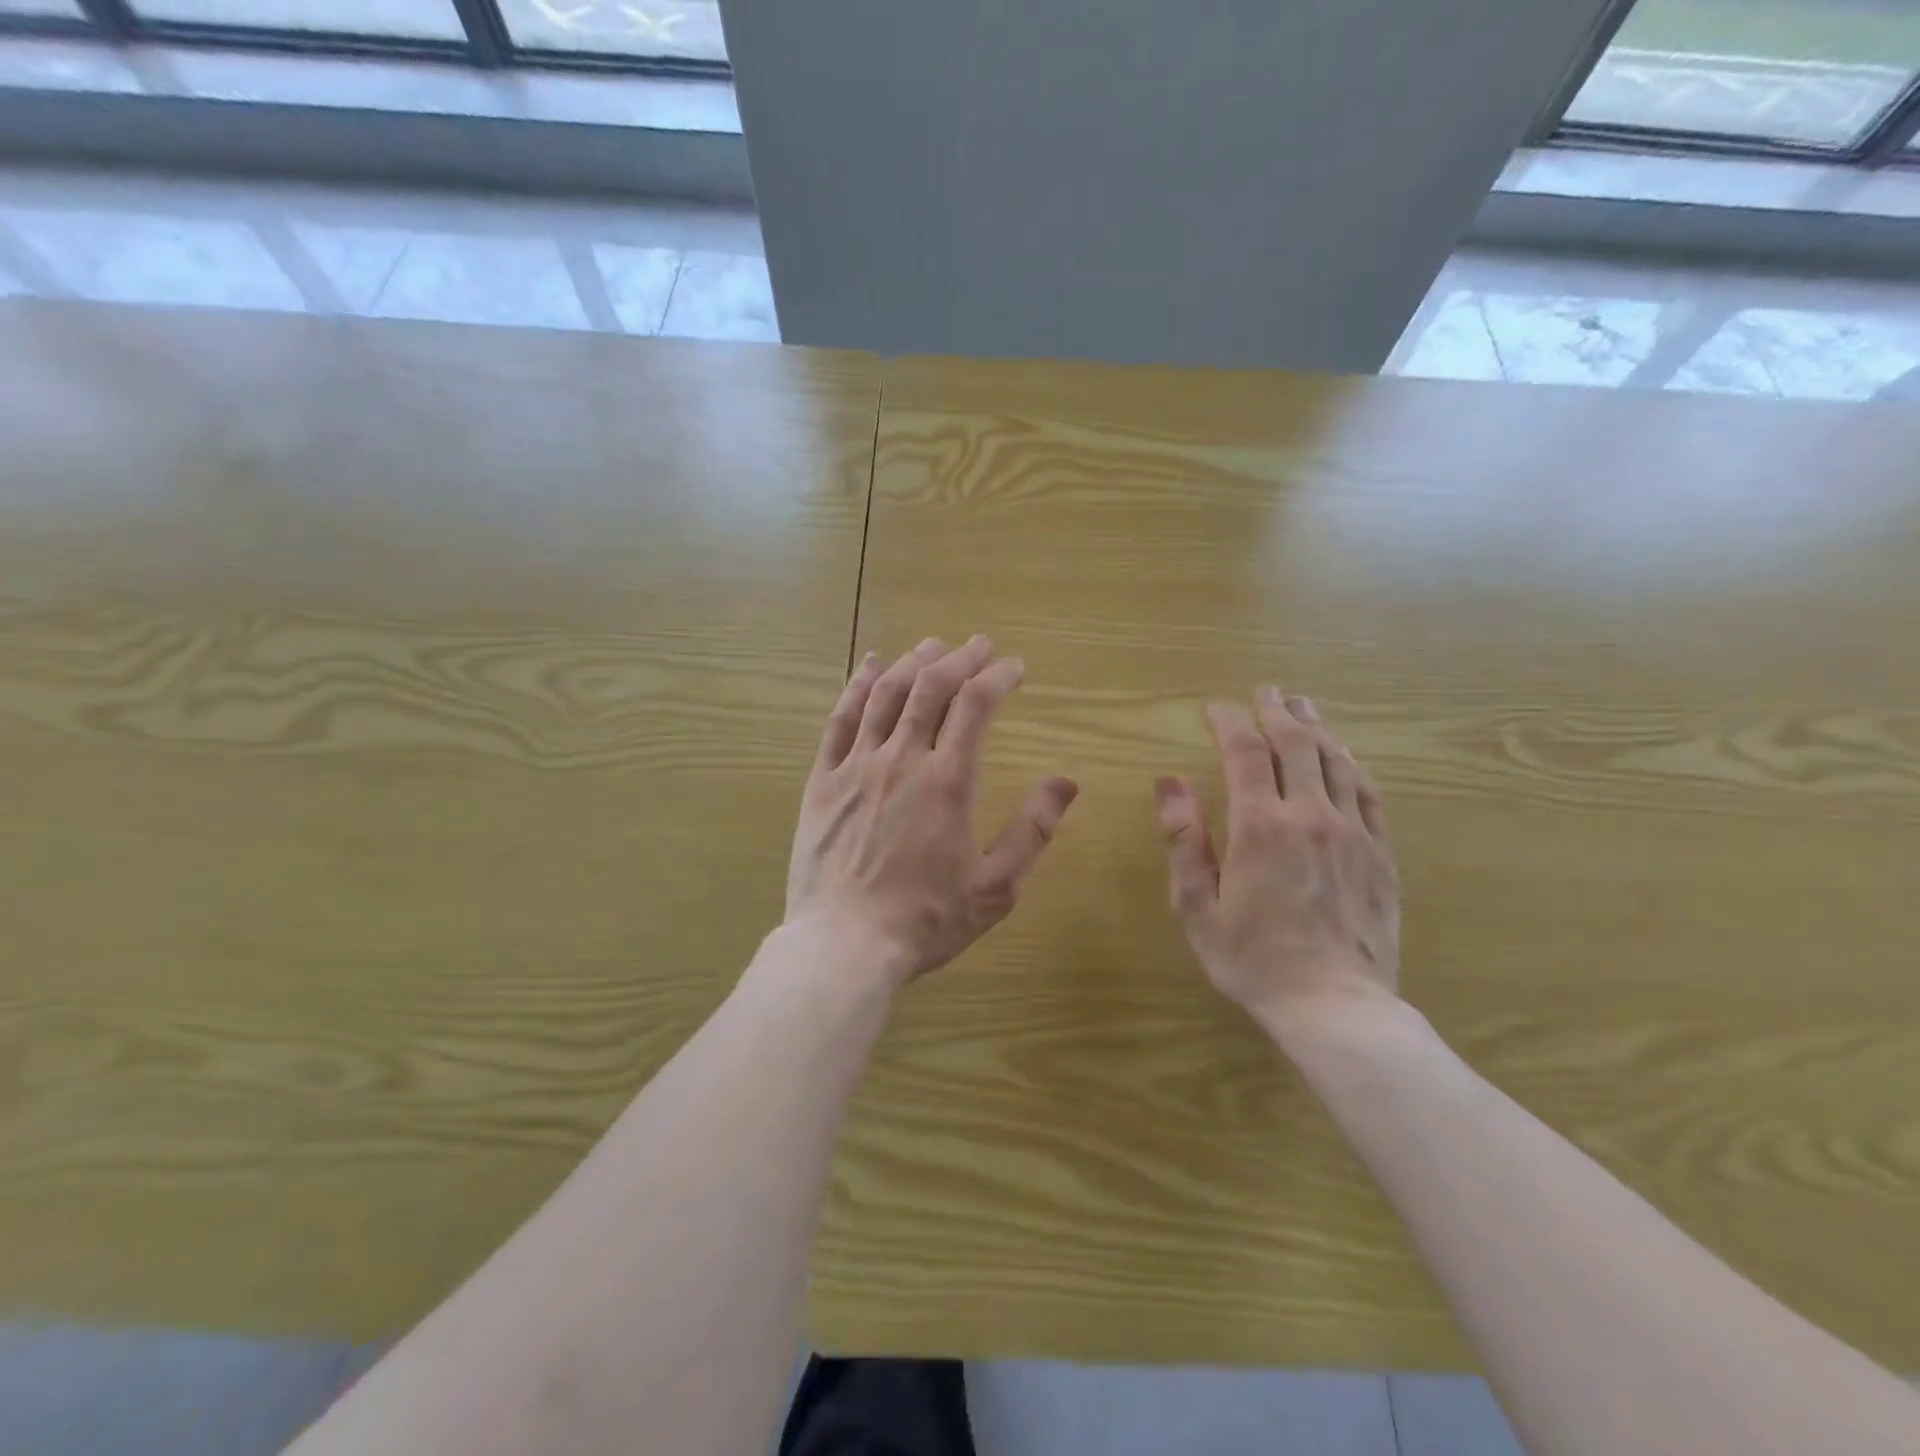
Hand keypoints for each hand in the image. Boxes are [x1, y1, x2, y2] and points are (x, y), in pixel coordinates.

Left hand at [786, 635, 1078, 987]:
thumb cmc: (925, 920)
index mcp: (948, 782)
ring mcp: (857, 766)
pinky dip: (858, 686)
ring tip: (931, 646)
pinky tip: (870, 666)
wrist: (844, 945)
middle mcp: (902, 760)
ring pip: (886, 695)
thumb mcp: (994, 887)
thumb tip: (1066, 782)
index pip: (976, 705)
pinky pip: (839, 720)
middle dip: (959, 659)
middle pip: (931, 687)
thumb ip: (1032, 831)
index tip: (1014, 667)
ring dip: (912, 663)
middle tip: (978, 646)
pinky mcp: (823, 780)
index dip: (998, 677)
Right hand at [1154, 688, 1399, 1037]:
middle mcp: (1310, 815)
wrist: (1335, 1007)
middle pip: (1296, 744)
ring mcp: (1353, 832)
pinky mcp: (1381, 853)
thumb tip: (1168, 783)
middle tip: (1265, 691)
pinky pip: (1369, 793)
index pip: (1244, 752)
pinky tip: (1345, 754)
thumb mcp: (1197, 907)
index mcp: (1260, 826)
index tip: (1215, 708)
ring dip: (1316, 727)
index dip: (1229, 721)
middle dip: (1276, 711)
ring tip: (1303, 706)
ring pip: (1337, 761)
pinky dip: (1352, 764)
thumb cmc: (1253, 961)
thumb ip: (1184, 840)